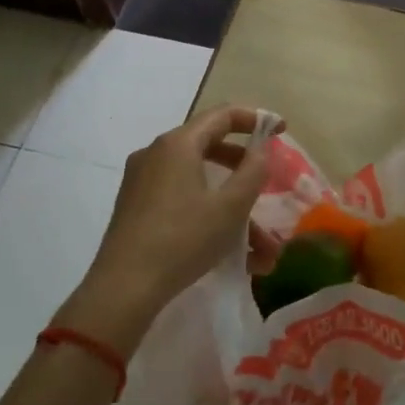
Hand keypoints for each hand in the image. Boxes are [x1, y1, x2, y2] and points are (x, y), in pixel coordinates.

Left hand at [58, 104, 281, 353]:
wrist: (123, 290)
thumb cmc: (182, 240)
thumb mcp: (230, 208)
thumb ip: (253, 172)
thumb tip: (262, 150)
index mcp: (178, 144)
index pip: (222, 115)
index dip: (255, 119)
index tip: (281, 130)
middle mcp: (156, 154)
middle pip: (210, 147)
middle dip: (245, 172)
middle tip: (268, 184)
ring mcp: (142, 181)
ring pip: (199, 182)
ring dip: (233, 209)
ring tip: (263, 250)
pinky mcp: (136, 207)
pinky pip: (181, 199)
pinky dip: (209, 215)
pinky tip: (235, 255)